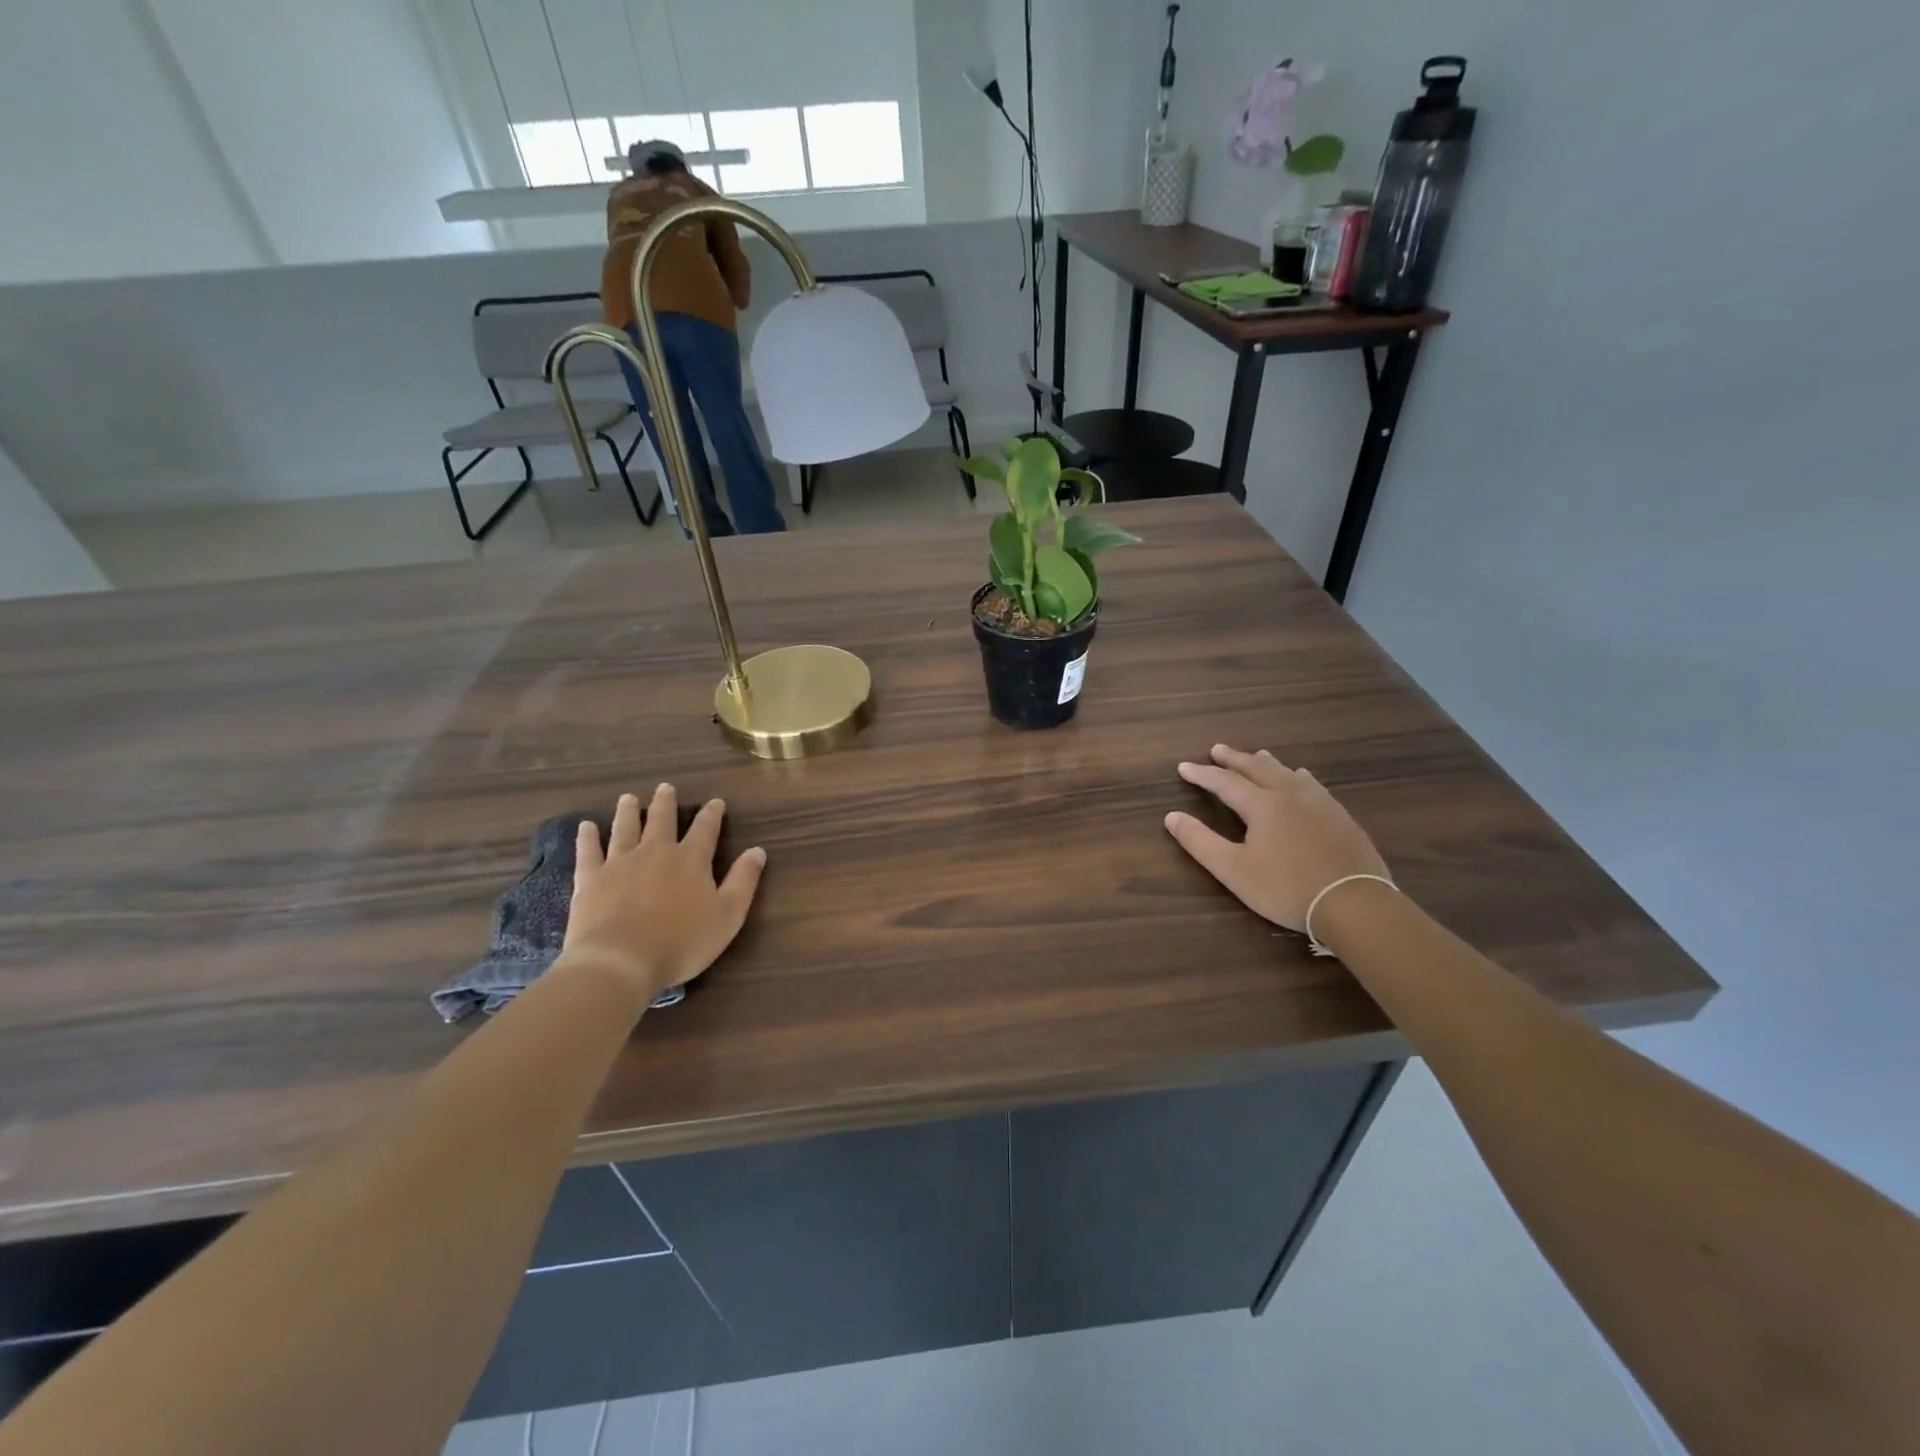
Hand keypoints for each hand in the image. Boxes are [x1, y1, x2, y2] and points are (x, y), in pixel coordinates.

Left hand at [562, 785, 766, 999]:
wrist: (621, 961)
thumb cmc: (682, 942)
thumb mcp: (728, 915)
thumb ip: (743, 880)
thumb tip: (758, 850)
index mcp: (691, 860)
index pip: (706, 829)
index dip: (712, 814)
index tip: (716, 802)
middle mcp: (656, 852)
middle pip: (662, 820)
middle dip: (665, 803)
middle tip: (665, 787)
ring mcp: (620, 863)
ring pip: (625, 829)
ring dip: (628, 812)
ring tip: (628, 798)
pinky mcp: (590, 879)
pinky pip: (589, 851)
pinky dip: (588, 837)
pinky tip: (586, 826)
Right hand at [1165, 744, 1388, 931]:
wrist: (1354, 903)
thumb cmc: (1285, 888)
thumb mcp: (1233, 870)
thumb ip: (1200, 841)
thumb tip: (1171, 816)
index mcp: (1262, 805)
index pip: (1224, 782)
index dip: (1202, 774)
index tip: (1183, 767)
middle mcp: (1290, 795)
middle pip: (1258, 768)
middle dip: (1235, 758)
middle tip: (1218, 749)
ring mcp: (1320, 804)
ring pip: (1288, 773)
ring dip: (1267, 763)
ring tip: (1258, 755)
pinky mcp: (1341, 817)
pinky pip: (1313, 785)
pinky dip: (1298, 777)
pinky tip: (1303, 779)